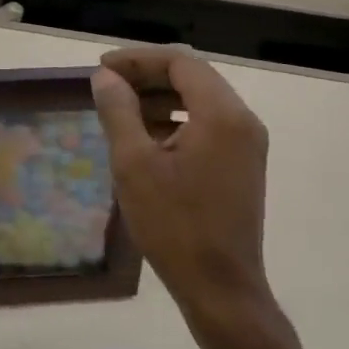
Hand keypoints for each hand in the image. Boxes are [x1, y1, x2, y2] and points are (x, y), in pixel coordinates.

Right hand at [90, 48, 274, 327]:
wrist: (220, 288)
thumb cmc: (174, 224)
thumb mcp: (134, 163)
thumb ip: (118, 111)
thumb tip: (106, 78)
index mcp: (222, 114)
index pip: (180, 63)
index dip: (137, 60)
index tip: (101, 69)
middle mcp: (242, 121)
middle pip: (192, 78)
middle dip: (147, 77)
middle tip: (106, 87)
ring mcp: (247, 144)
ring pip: (199, 101)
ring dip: (159, 98)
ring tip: (120, 112)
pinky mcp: (242, 165)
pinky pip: (207, 125)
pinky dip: (175, 121)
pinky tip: (145, 140)